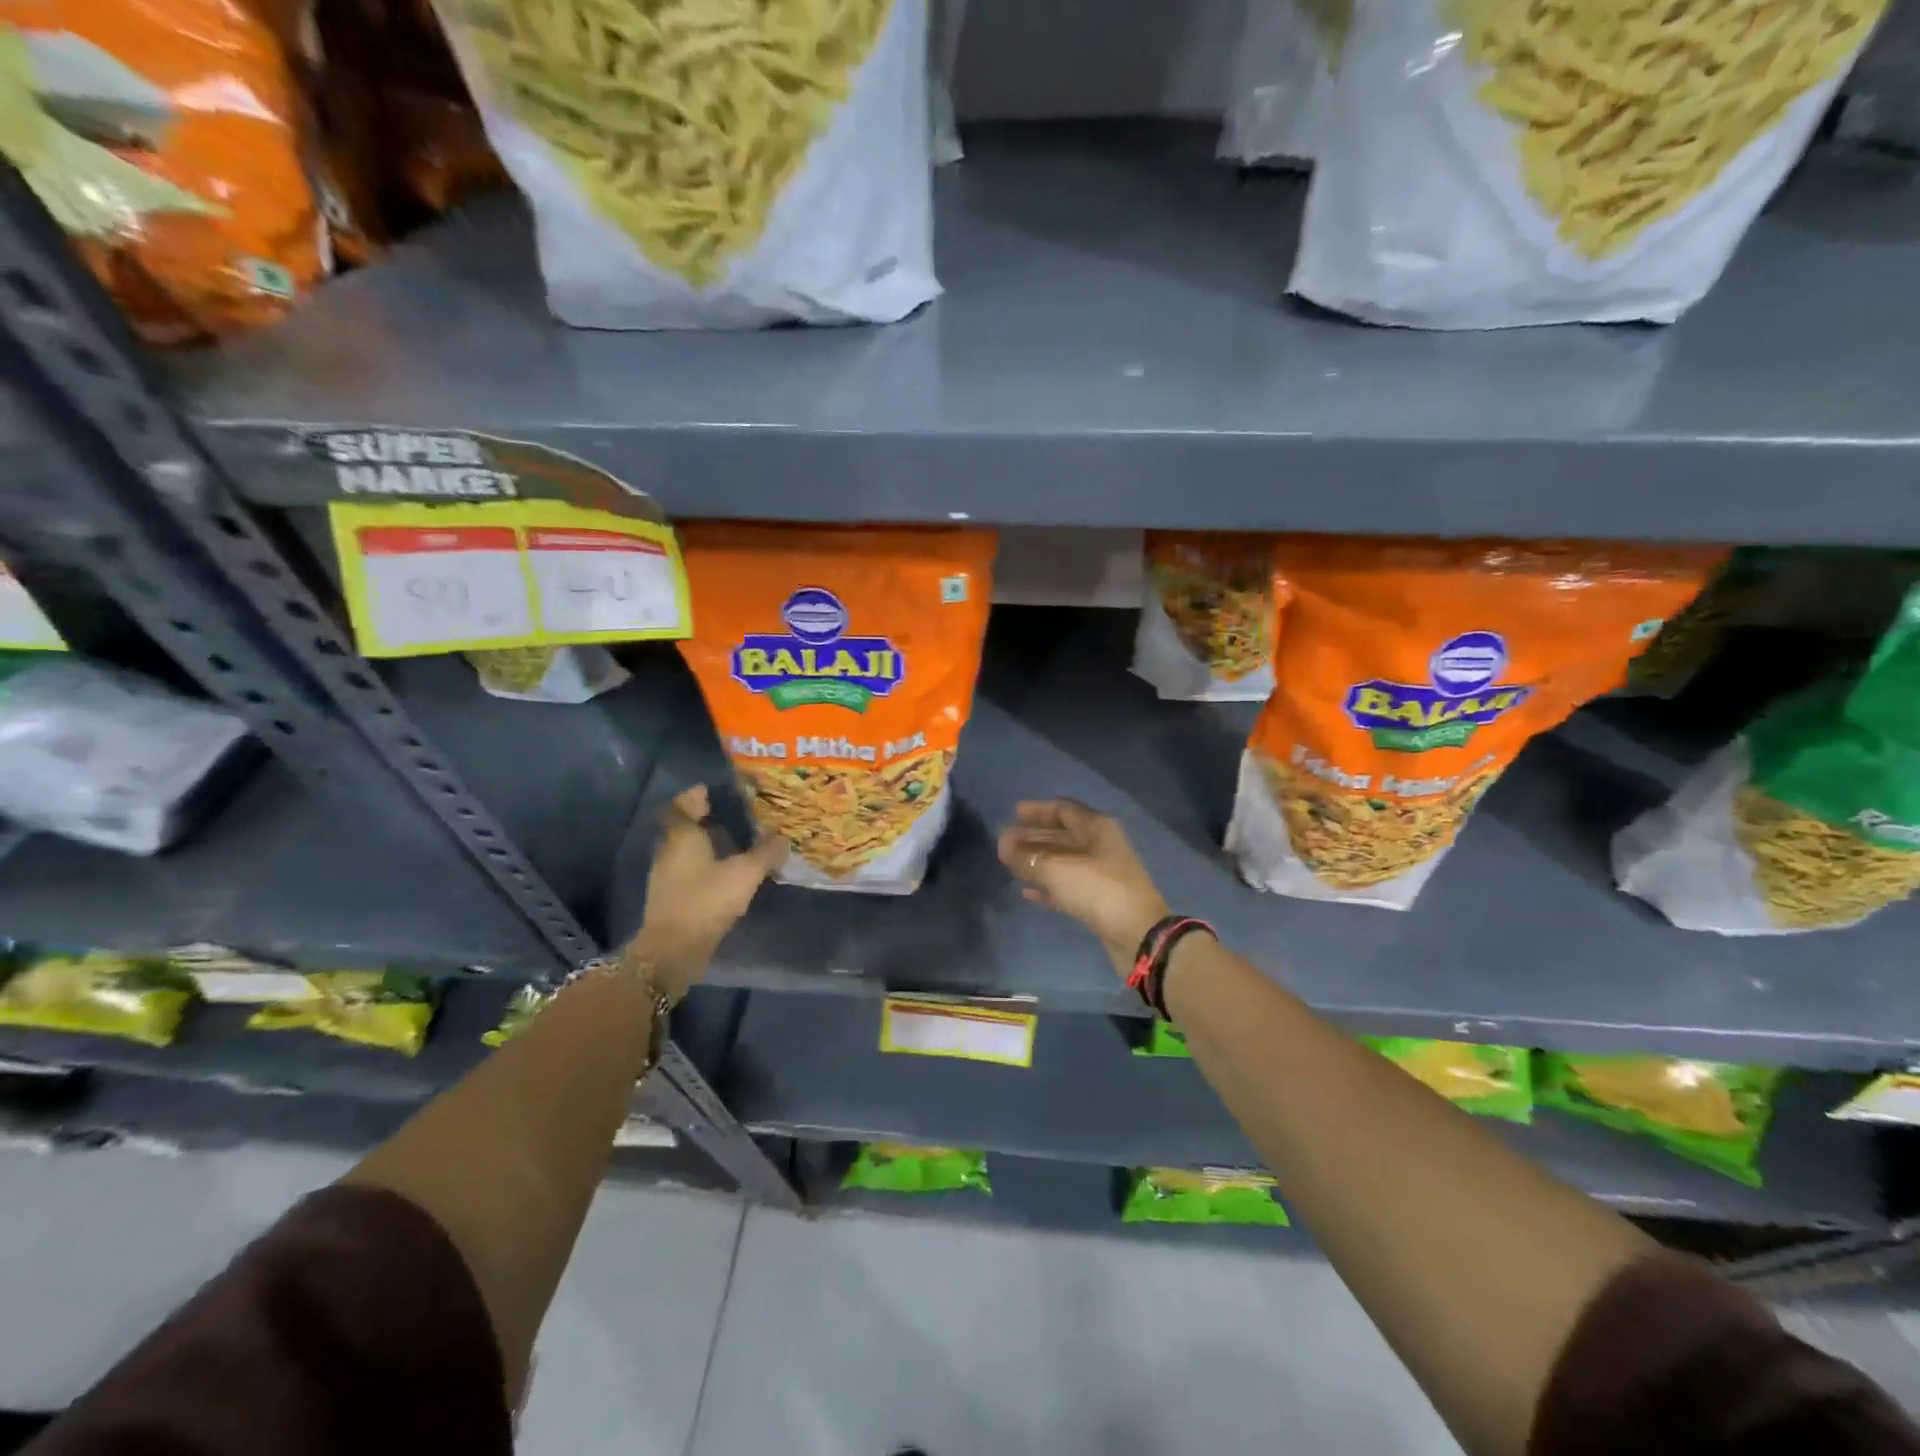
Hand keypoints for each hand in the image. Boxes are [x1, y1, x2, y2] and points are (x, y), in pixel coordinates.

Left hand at [629, 786, 784, 998]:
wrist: (673, 949)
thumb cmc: (706, 899)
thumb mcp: (745, 873)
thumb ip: (765, 853)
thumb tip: (783, 838)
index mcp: (682, 835)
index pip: (683, 803)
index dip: (698, 795)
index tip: (719, 791)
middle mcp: (669, 850)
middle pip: (685, 826)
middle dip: (708, 819)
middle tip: (738, 815)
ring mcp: (667, 875)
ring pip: (687, 850)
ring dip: (708, 845)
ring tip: (738, 844)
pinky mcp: (671, 897)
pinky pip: (689, 871)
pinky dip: (706, 867)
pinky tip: (728, 873)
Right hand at [998, 799, 1168, 978]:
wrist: (1137, 934)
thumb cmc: (1097, 889)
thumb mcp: (1056, 869)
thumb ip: (1026, 856)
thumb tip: (1003, 844)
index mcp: (1097, 828)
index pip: (1063, 810)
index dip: (1037, 810)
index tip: (1013, 814)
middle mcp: (1101, 846)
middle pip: (1062, 835)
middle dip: (1033, 837)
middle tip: (1006, 841)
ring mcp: (1102, 874)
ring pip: (1063, 861)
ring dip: (1037, 862)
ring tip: (1010, 864)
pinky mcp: (1099, 901)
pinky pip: (1067, 886)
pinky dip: (1047, 886)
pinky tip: (1026, 892)